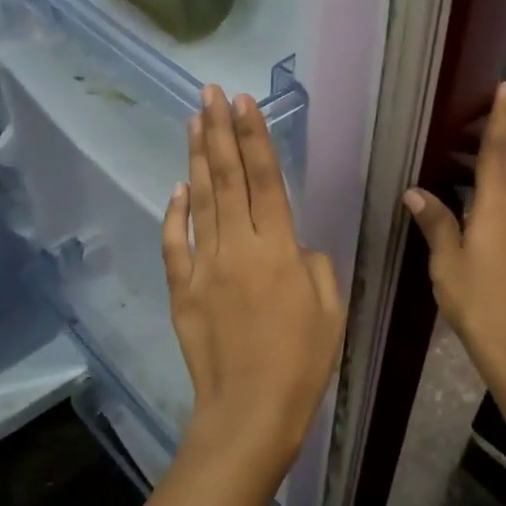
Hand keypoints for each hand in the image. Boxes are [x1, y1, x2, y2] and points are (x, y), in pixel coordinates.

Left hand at [162, 86, 345, 470]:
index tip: (243, 102)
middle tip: (209, 93)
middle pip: (227, 179)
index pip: (265, 180)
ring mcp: (205, 267)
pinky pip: (176, 244)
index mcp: (279, 250)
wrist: (249, 412)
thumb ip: (315, 266)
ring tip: (193, 121)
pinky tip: (176, 188)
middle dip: (219, 131)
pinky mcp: (183, 290)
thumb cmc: (301, 363)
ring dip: (198, 159)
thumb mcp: (330, 310)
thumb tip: (294, 246)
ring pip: (200, 201)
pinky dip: (175, 213)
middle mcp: (239, 248)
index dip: (255, 137)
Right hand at [403, 81, 505, 383]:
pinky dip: (488, 193)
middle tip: (468, 124)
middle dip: (493, 141)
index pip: (495, 155)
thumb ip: (435, 223)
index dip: (499, 121)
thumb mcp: (446, 261)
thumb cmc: (476, 300)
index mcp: (494, 210)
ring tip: (457, 162)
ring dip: (490, 167)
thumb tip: (416, 192)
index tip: (505, 89)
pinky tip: (466, 205)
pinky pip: (504, 207)